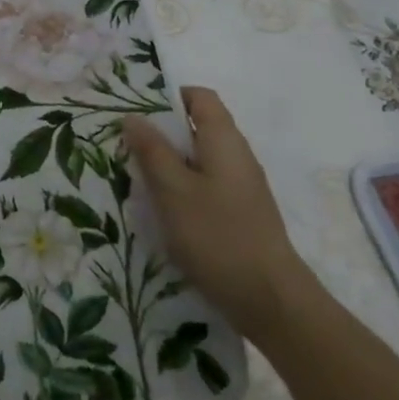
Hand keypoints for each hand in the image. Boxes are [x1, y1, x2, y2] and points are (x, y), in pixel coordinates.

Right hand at [123, 86, 313, 342]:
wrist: (272, 302)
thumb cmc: (218, 235)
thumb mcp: (173, 190)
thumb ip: (152, 150)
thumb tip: (133, 116)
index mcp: (224, 139)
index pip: (199, 97)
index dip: (168, 96)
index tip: (136, 111)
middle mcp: (237, 156)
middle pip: (197, 128)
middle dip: (162, 134)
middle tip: (127, 147)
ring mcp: (242, 187)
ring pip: (199, 161)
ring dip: (170, 165)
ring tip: (138, 180)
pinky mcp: (241, 215)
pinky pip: (206, 187)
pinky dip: (183, 190)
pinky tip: (163, 212)